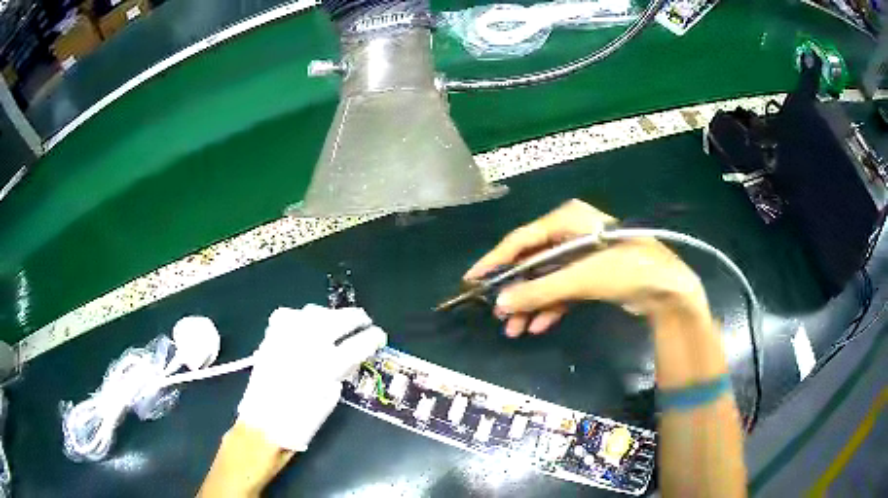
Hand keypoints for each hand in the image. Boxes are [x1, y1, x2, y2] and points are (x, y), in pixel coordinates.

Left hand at [237, 304, 386, 450]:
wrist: (265, 421)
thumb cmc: (303, 418)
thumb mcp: (332, 396)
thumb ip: (343, 370)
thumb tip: (352, 354)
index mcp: (328, 365)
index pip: (360, 342)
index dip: (375, 337)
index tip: (380, 336)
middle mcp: (309, 343)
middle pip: (340, 318)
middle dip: (358, 318)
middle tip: (364, 322)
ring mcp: (288, 335)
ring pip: (315, 311)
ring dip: (330, 316)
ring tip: (334, 325)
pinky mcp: (271, 335)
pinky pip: (290, 315)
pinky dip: (301, 318)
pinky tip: (305, 328)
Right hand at [465, 200, 708, 336]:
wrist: (666, 288)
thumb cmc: (625, 269)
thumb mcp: (580, 278)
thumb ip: (539, 290)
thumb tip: (501, 304)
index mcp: (566, 221)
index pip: (521, 239)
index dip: (495, 260)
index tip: (473, 279)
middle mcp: (570, 234)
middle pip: (532, 262)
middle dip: (516, 290)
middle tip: (497, 314)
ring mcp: (581, 256)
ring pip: (546, 280)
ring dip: (531, 304)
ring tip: (514, 329)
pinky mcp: (590, 275)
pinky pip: (562, 290)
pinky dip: (551, 307)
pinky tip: (539, 326)